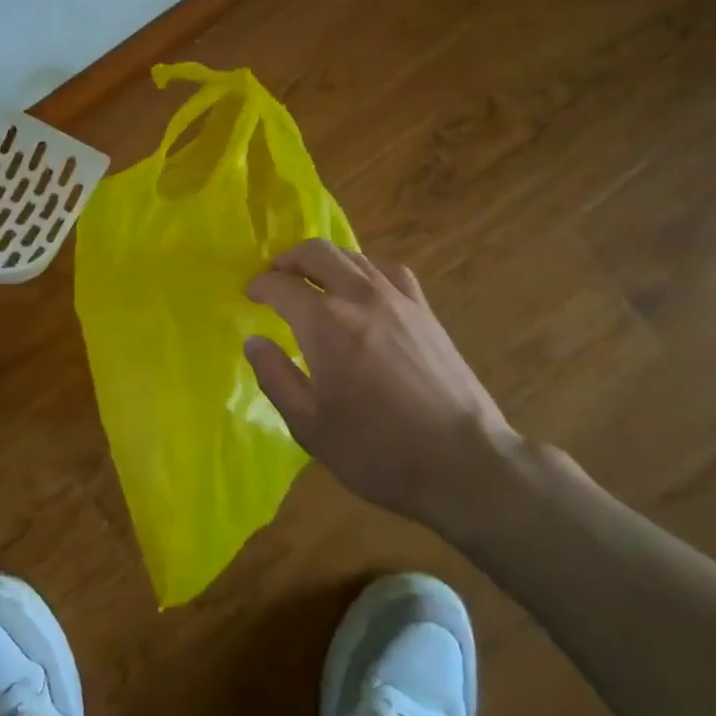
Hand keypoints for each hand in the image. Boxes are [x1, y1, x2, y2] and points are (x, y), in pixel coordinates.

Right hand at [246, 240, 521, 539]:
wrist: (464, 462)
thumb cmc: (378, 450)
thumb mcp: (310, 426)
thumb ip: (275, 377)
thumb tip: (254, 342)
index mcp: (324, 323)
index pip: (280, 285)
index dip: (259, 285)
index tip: (250, 294)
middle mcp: (358, 296)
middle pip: (316, 252)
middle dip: (288, 259)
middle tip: (276, 277)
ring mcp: (396, 298)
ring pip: (351, 255)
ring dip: (324, 260)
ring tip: (313, 280)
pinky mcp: (424, 310)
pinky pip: (387, 269)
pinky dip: (364, 268)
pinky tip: (363, 287)